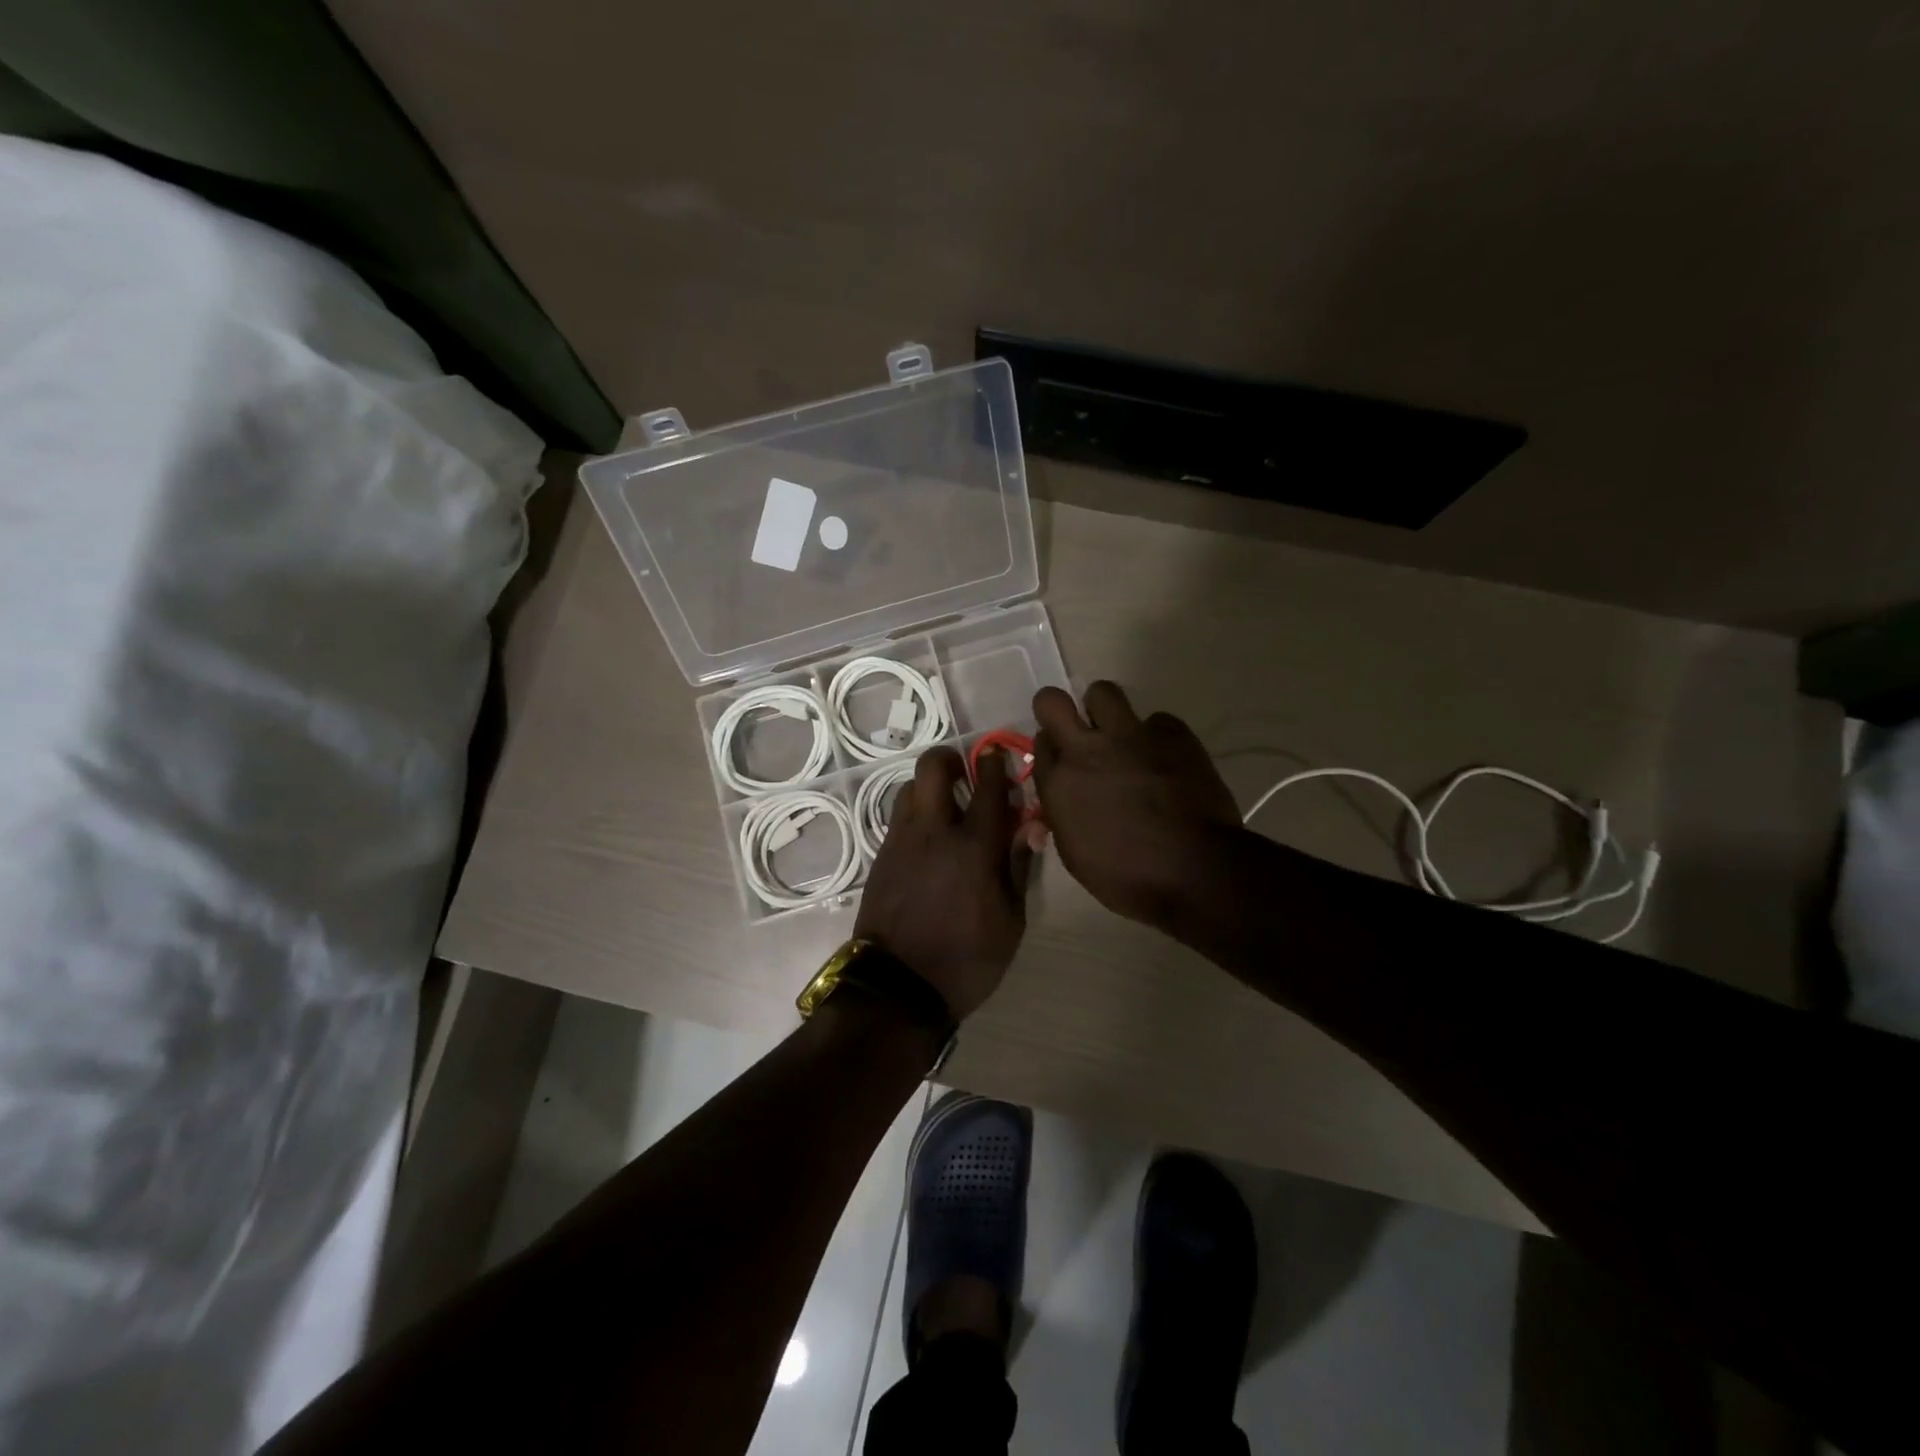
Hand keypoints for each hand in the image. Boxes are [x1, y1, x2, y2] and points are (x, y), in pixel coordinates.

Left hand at [854, 748, 1037, 1020]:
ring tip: (945, 811)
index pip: (988, 786)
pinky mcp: (881, 857)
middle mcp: (934, 832)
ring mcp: (901, 841)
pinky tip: (928, 842)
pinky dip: (916, 816)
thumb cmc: (967, 960)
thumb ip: (1018, 865)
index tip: (998, 754)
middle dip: (950, 759)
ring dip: (929, 789)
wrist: (898, 989)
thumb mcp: (1011, 921)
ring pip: (910, 789)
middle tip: (965, 775)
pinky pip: (899, 818)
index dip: (995, 763)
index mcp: (975, 847)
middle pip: (933, 767)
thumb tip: (1031, 825)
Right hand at [1031, 682, 1243, 928]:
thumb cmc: (1127, 877)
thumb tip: (1061, 801)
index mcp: (1058, 783)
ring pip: (1103, 692)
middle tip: (1077, 729)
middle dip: (1059, 709)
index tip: (1062, 759)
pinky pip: (1157, 720)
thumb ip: (1063, 815)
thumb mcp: (1075, 854)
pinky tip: (1167, 760)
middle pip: (1053, 701)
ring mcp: (1130, 736)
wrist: (1195, 871)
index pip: (1039, 744)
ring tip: (1123, 737)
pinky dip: (1158, 736)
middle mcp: (1086, 750)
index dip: (1051, 748)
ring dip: (1106, 710)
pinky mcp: (1172, 733)